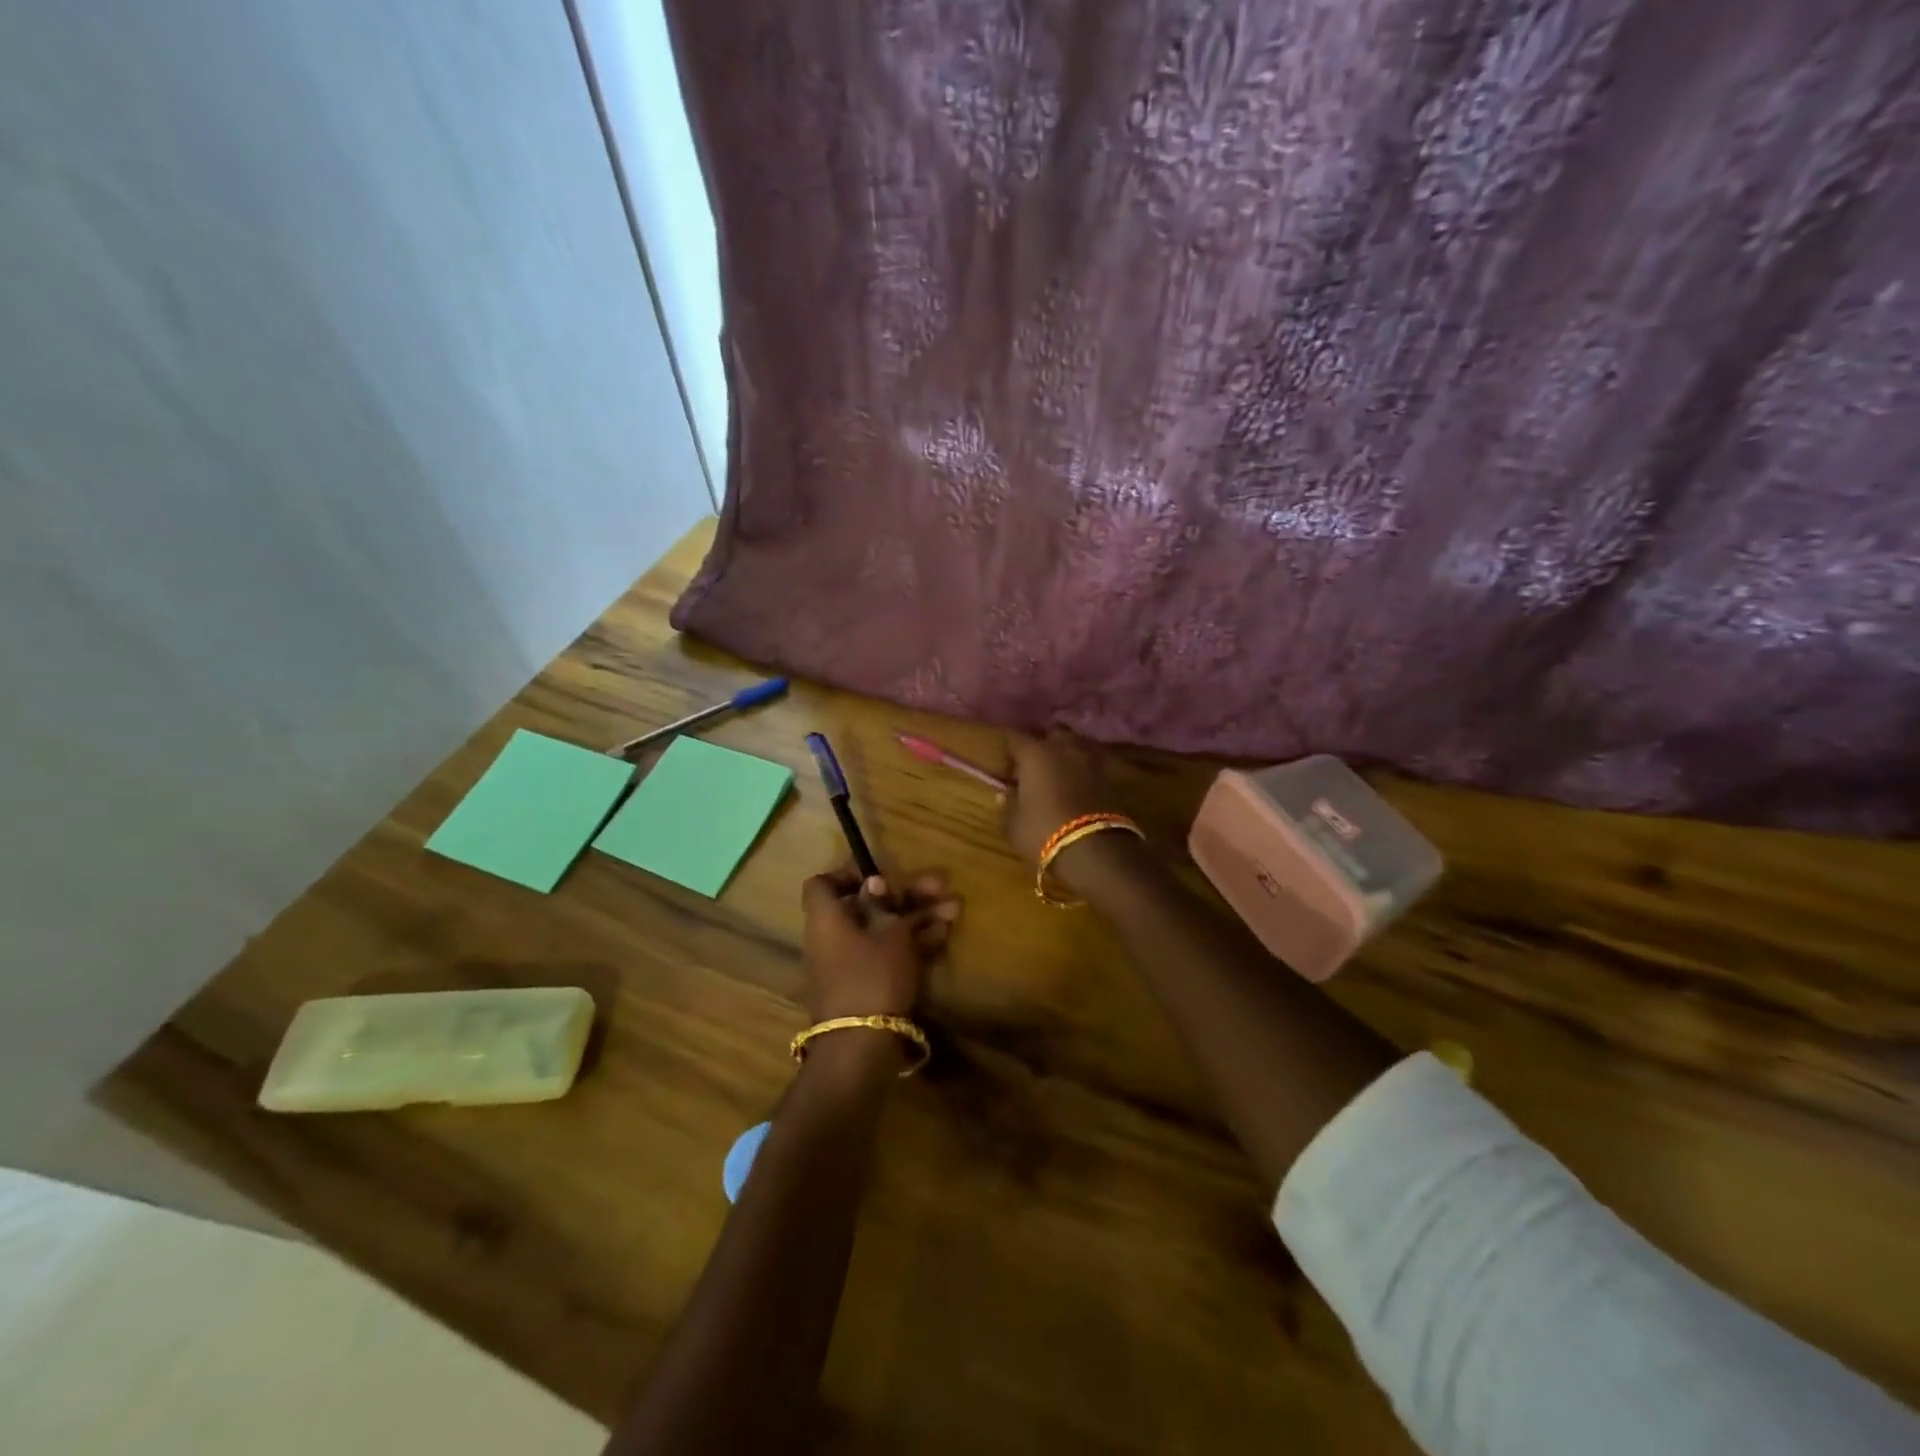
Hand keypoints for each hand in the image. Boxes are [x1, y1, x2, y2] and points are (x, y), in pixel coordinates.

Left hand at [800, 866, 960, 1022]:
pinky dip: (911, 943)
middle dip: (905, 895)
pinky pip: (886, 954)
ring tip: (954, 909)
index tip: (880, 875)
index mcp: (826, 919)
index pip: (822, 884)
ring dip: (916, 917)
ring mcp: (847, 965)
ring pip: (882, 930)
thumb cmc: (873, 976)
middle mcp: (831, 939)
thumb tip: (875, 882)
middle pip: (866, 906)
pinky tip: (942, 935)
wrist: (862, 1047)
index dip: (848, 874)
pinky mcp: (864, 987)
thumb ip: (888, 905)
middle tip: (939, 887)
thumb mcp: (890, 934)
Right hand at [1002, 731, 1130, 887]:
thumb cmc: (1042, 832)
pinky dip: (1083, 771)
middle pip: (1052, 734)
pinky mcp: (1109, 777)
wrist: (1093, 849)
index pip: (1015, 738)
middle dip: (1043, 745)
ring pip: (1076, 745)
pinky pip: (1091, 764)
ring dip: (1067, 754)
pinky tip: (1076, 785)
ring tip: (1058, 772)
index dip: (1009, 748)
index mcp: (1034, 753)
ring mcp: (1090, 760)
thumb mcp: (1014, 824)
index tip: (1005, 762)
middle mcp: (1063, 748)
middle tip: (1034, 764)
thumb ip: (1008, 805)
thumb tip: (1005, 793)